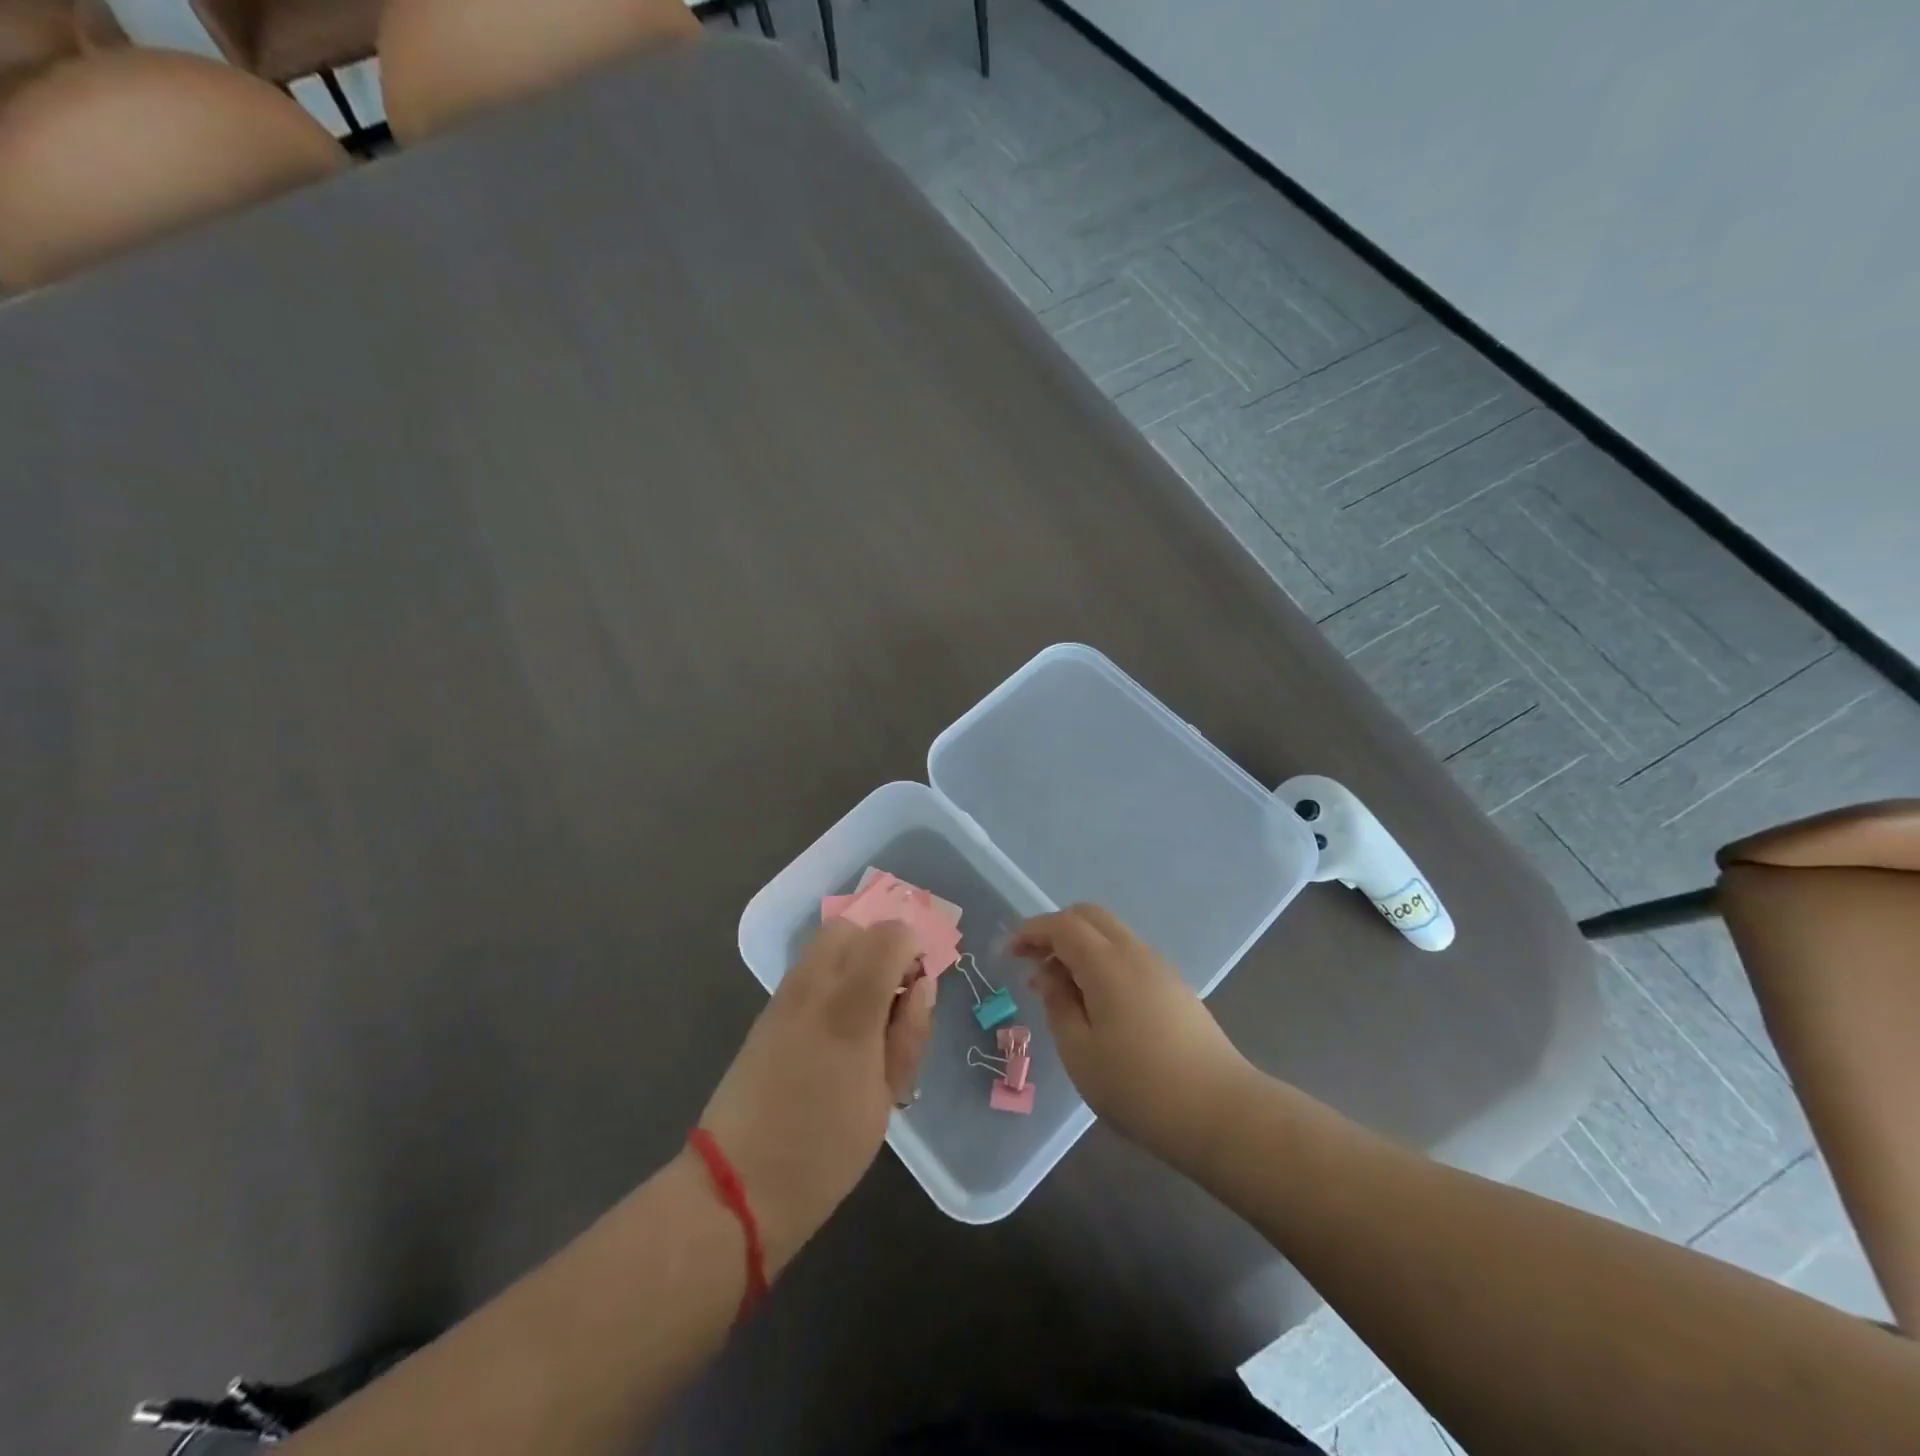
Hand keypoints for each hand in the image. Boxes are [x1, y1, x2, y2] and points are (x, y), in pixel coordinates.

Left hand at [697, 920, 934, 1275]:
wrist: (736, 1185)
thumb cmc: (824, 1150)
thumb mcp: (885, 1099)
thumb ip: (908, 1033)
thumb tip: (921, 986)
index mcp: (850, 1007)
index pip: (889, 935)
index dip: (912, 950)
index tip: (916, 990)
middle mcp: (813, 986)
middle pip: (852, 927)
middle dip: (879, 948)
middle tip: (890, 999)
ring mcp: (783, 996)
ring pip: (825, 945)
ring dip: (853, 962)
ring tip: (864, 1017)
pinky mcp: (766, 1012)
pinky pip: (807, 971)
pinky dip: (830, 979)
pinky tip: (834, 1031)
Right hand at [1013, 904, 1253, 1169]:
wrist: (1222, 1113)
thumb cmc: (1140, 1087)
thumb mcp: (1080, 1052)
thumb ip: (1058, 1005)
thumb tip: (1049, 975)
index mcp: (1107, 963)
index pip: (1062, 925)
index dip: (1031, 931)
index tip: (1008, 953)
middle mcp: (1135, 953)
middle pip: (1089, 917)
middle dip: (1055, 930)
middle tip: (1031, 963)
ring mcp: (1160, 968)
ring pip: (1111, 935)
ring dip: (1079, 947)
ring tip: (1059, 989)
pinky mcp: (1175, 988)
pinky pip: (1128, 956)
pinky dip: (1101, 962)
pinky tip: (1094, 1002)